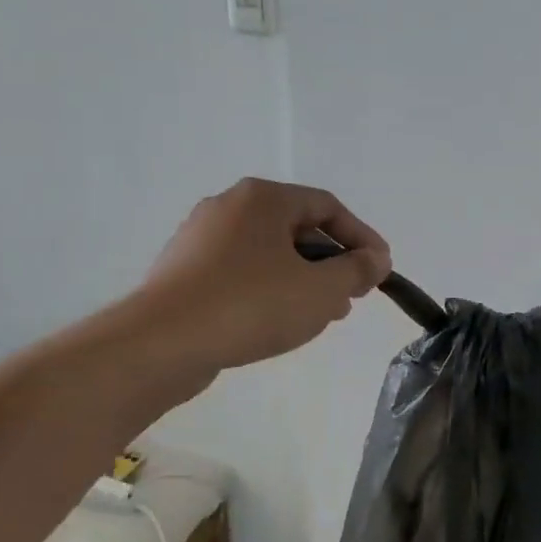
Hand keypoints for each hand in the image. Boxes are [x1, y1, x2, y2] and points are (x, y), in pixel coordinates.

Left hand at [131, 178, 391, 389]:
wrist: (160, 343)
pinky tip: (280, 321)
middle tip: (353, 294)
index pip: (328, 207)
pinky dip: (271, 289)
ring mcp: (200, 239)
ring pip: (270, 253)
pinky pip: (242, 272)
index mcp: (263, 198)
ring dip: (304, 279)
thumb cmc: (251, 304)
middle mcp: (229, 207)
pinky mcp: (184, 272)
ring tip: (323, 313)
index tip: (380, 270)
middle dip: (333, 262)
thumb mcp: (322, 289)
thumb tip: (376, 259)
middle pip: (298, 228)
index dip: (362, 238)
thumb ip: (358, 270)